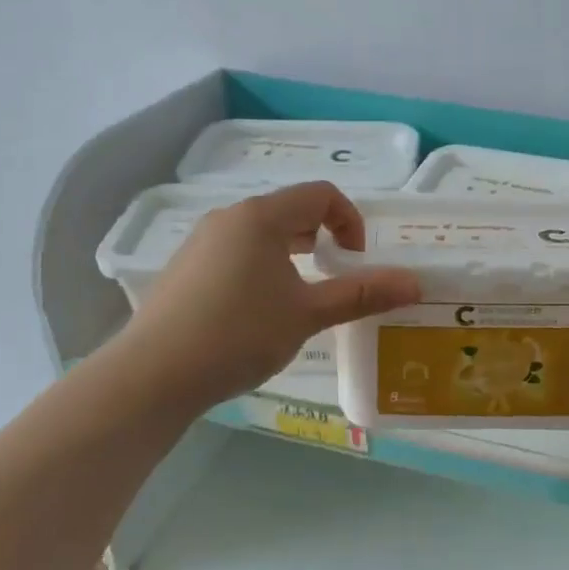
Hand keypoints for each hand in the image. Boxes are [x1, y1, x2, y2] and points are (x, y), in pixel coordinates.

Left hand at [122, 181, 421, 407]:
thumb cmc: (239, 334)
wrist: (154, 374)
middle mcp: (229, 217)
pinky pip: (236, 253)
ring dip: (291, 255)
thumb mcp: (307, 314)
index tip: (355, 261)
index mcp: (260, 217)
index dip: (350, 221)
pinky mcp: (185, 268)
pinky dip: (261, 268)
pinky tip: (256, 313)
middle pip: (290, 211)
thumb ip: (361, 294)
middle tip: (334, 278)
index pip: (320, 195)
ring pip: (261, 234)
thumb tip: (415, 283)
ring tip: (299, 298)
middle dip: (321, 239)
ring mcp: (201, 242)